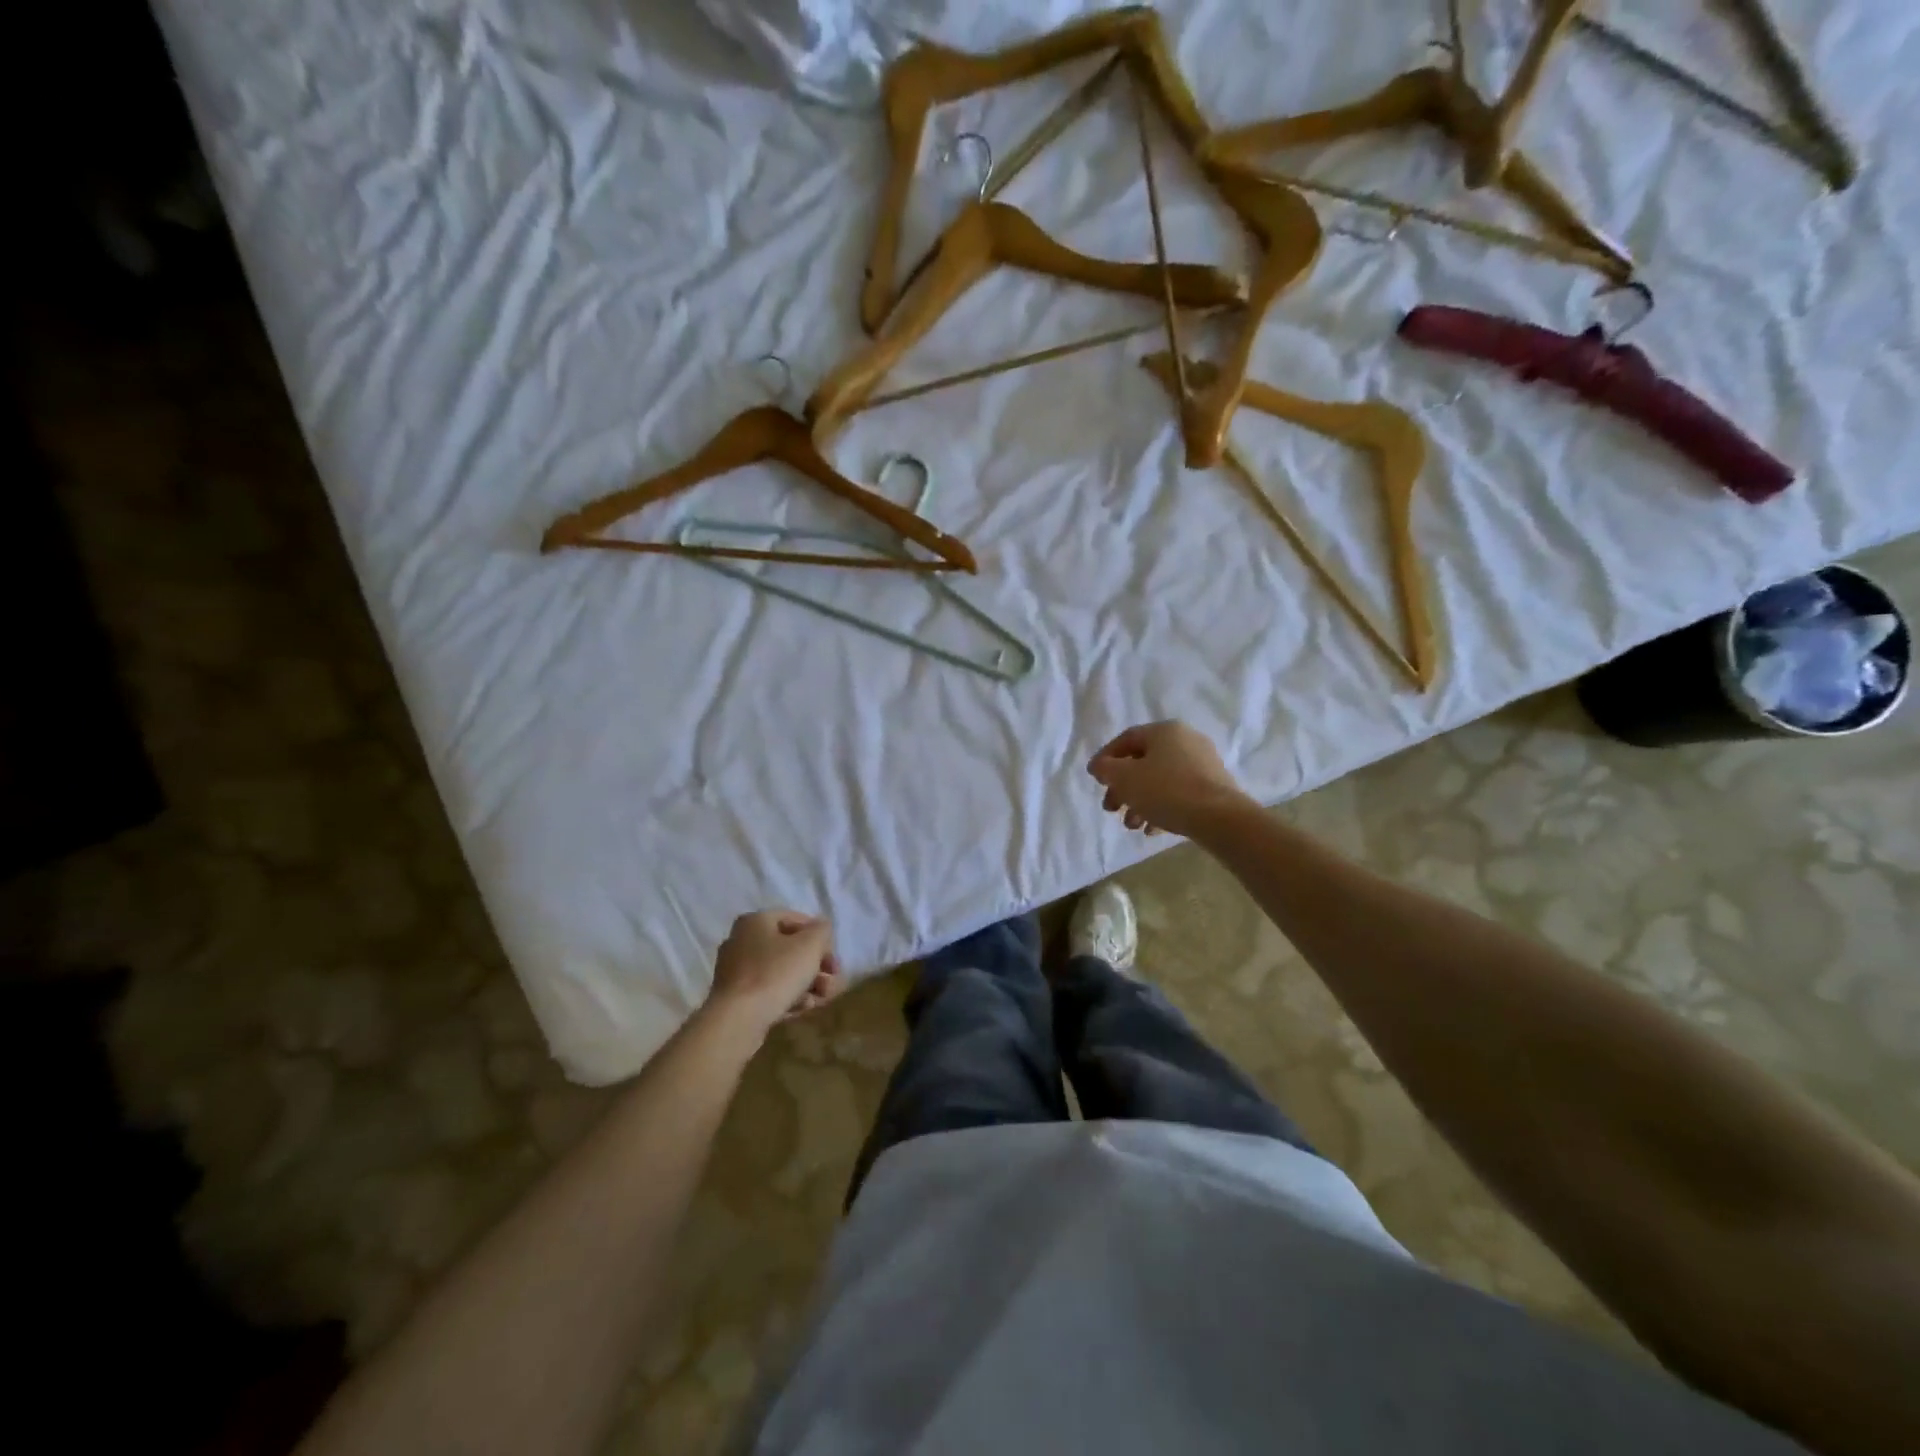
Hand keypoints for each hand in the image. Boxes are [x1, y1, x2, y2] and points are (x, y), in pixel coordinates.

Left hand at [705, 910, 842, 1037]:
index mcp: (755, 921)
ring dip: (807, 984)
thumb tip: (821, 928)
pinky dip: (788, 998)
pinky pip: (769, 992)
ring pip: (781, 973)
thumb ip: (822, 930)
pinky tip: (802, 1009)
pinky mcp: (736, 999)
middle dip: (817, 966)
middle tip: (833, 980)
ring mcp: (736, 972)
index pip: (795, 920)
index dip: (819, 937)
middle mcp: (741, 942)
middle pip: (790, 950)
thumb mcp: (810, 945)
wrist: (738, 1020)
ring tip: (822, 999)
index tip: (832, 957)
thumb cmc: (776, 973)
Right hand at [1087, 721, 1251, 839]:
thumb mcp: (1125, 778)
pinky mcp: (1213, 787)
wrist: (1219, 817)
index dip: (1106, 758)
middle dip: (1122, 787)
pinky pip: (1179, 793)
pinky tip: (1152, 829)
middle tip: (1110, 808)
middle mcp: (1185, 741)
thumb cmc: (1166, 790)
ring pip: (1160, 780)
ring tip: (1132, 825)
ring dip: (1140, 801)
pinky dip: (1161, 807)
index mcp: (1164, 731)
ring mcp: (1203, 764)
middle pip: (1143, 762)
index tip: (1095, 780)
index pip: (1126, 739)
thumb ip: (1106, 769)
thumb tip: (1100, 766)